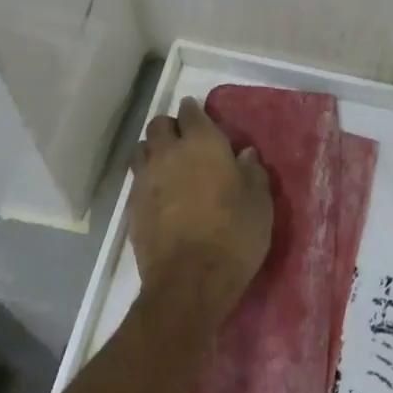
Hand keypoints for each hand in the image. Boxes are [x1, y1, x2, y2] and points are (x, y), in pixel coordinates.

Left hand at [130, 97, 273, 325]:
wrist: (189, 282)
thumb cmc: (233, 235)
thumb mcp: (259, 203)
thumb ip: (252, 172)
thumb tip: (245, 154)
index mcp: (202, 142)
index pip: (191, 111)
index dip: (195, 112)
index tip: (201, 119)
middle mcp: (169, 151)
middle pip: (159, 125)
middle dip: (170, 128)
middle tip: (184, 142)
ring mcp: (146, 178)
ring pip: (142, 148)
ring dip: (153, 150)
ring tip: (167, 165)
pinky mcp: (132, 205)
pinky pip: (137, 179)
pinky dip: (147, 179)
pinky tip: (159, 194)